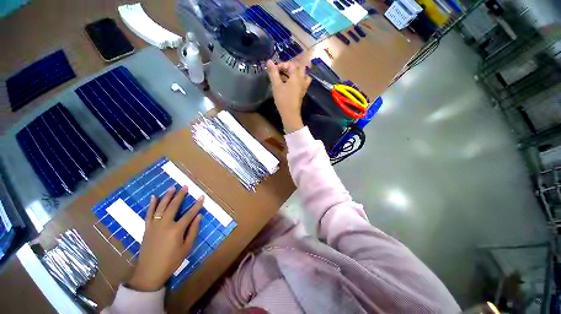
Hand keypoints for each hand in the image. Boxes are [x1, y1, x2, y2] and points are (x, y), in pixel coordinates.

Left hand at [128, 186, 202, 290]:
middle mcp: (165, 224)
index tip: (202, 196)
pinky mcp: (147, 228)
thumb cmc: (171, 261)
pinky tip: (154, 197)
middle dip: (180, 195)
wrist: (149, 272)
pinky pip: (149, 214)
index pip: (190, 214)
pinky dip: (151, 205)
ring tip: (172, 187)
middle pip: (174, 206)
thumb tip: (199, 216)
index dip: (197, 205)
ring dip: (167, 196)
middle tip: (185, 186)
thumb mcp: (186, 248)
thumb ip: (193, 231)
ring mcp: (154, 225)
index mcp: (176, 230)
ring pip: (161, 207)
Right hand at [266, 60, 311, 132]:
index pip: (291, 65)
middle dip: (291, 68)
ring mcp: (304, 87)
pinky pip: (303, 82)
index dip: (283, 65)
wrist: (290, 114)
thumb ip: (273, 73)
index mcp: (296, 76)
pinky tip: (291, 85)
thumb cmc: (283, 99)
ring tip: (288, 77)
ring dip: (296, 74)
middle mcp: (302, 80)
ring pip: (303, 75)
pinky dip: (298, 80)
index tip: (275, 70)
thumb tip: (269, 61)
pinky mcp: (302, 93)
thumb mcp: (276, 85)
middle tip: (283, 71)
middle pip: (300, 68)